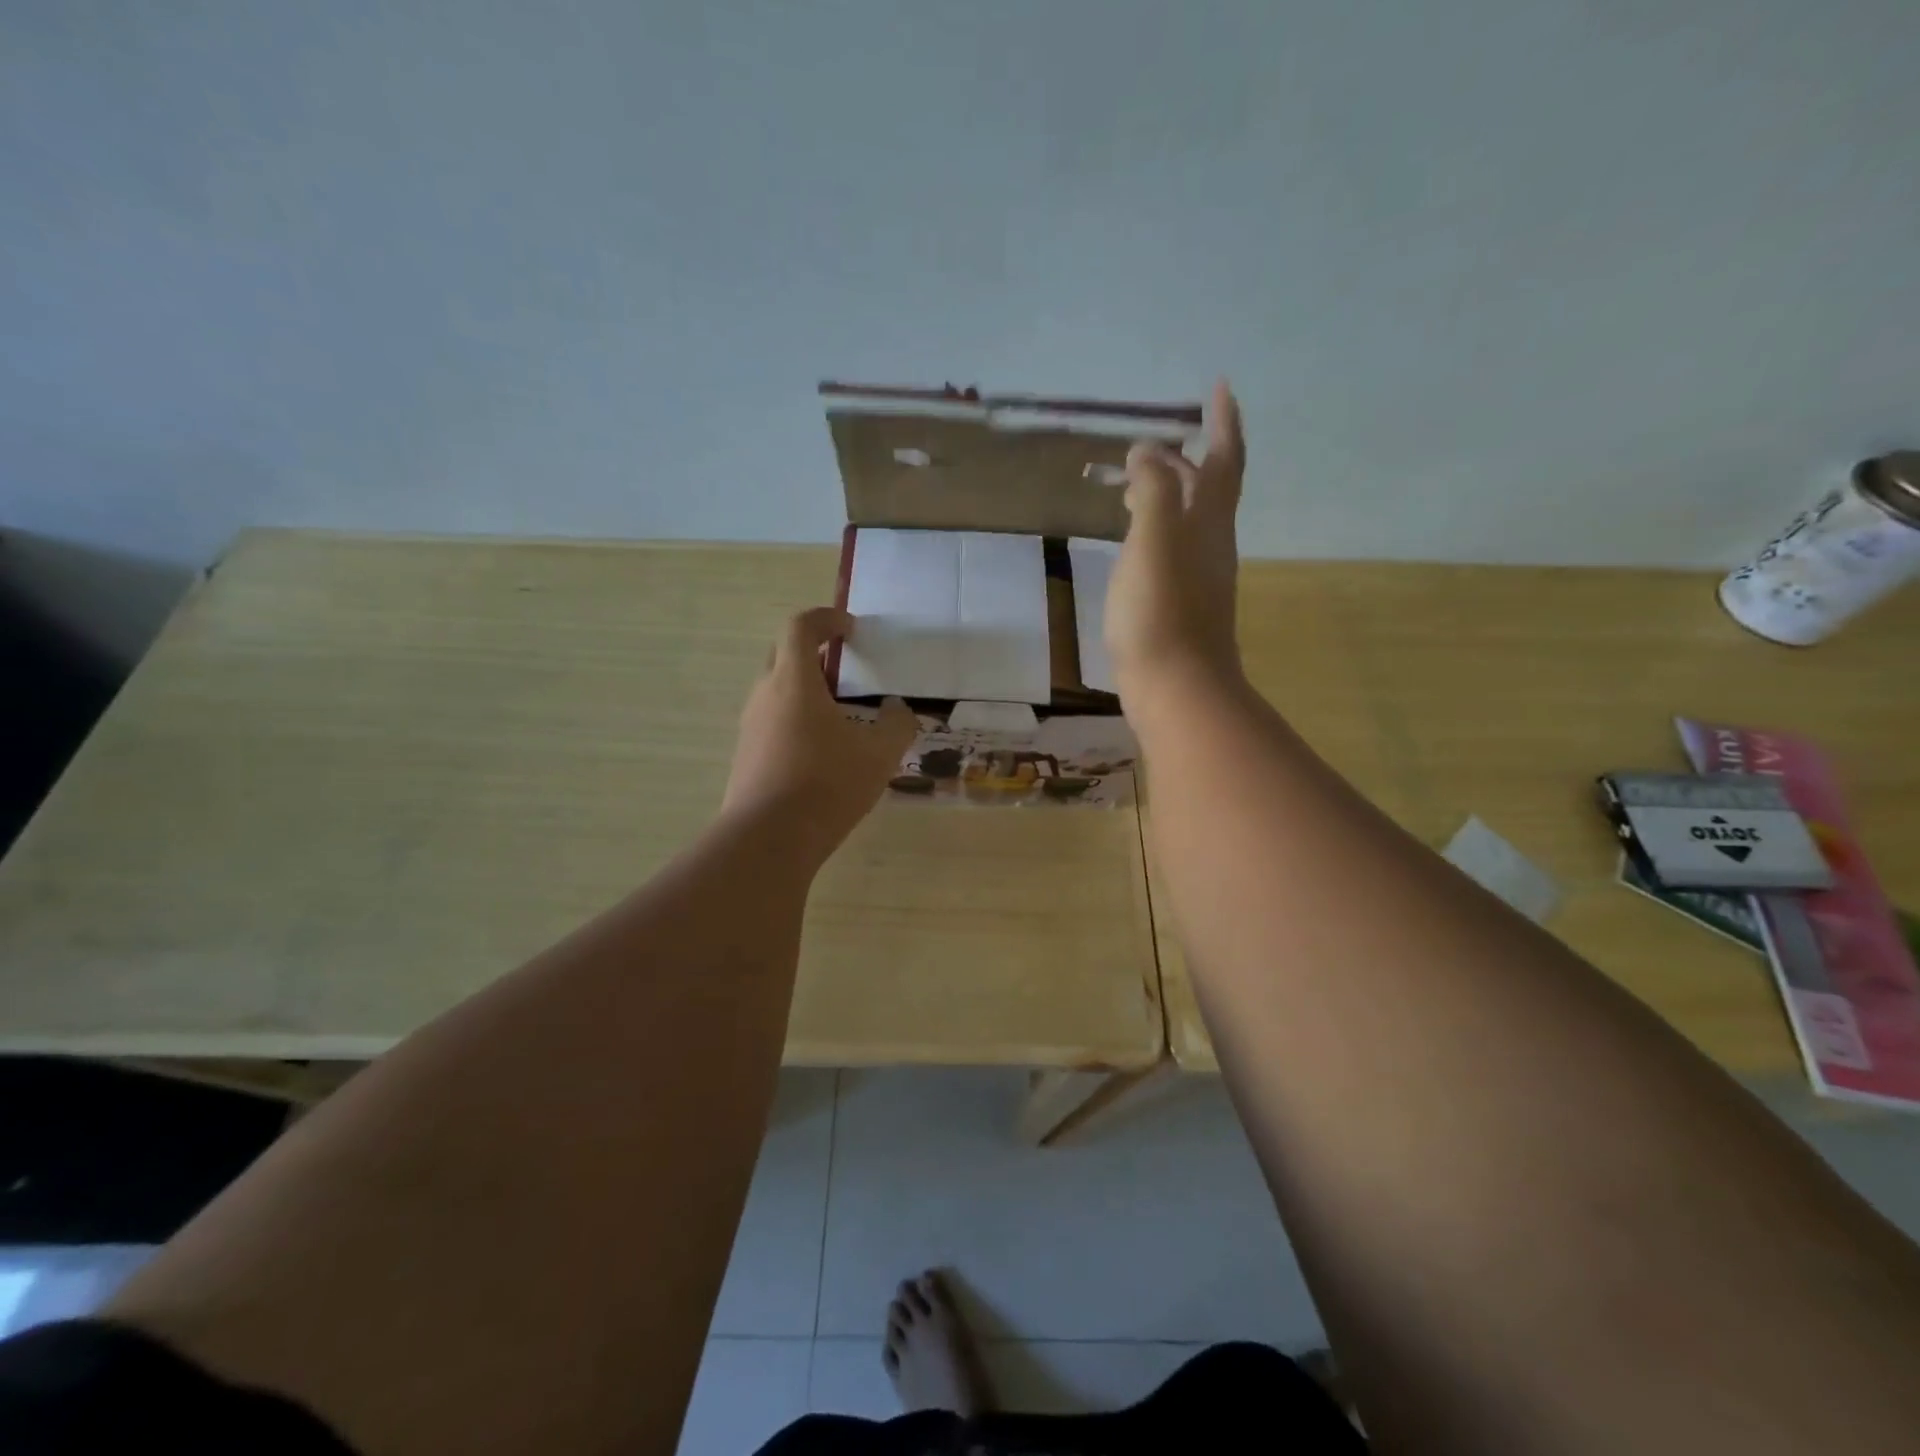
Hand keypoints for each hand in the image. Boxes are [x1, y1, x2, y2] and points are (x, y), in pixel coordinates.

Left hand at [724, 607, 917, 855]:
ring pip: (776, 689)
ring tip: (839, 713)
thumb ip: (896, 725)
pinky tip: (821, 750)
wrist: (768, 839)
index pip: (801, 626)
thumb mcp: (878, 755)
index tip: (851, 630)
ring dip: (805, 688)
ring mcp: (750, 726)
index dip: (827, 618)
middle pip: (783, 653)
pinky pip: (771, 719)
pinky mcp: (746, 754)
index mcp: (794, 681)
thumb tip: (898, 710)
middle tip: (846, 669)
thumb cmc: (826, 785)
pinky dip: (796, 718)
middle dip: (814, 651)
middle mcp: (765, 695)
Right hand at [1105, 379, 1246, 694]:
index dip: (1223, 422)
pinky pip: (1172, 549)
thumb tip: (1149, 452)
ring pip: (1189, 520)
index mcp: (1208, 523)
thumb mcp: (1154, 540)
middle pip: (1209, 489)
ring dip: (1169, 493)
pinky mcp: (1180, 605)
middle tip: (1155, 441)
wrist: (1176, 688)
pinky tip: (1134, 541)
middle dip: (1189, 457)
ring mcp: (1198, 578)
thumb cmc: (1160, 612)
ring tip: (1136, 483)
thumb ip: (1154, 489)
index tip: (1218, 386)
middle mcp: (1211, 545)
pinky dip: (1156, 529)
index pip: (1224, 460)